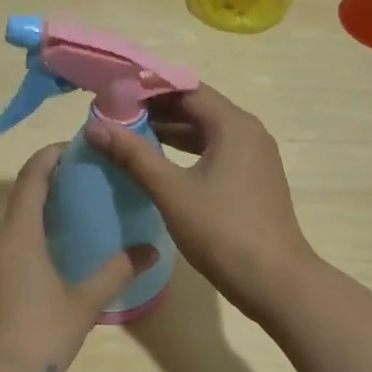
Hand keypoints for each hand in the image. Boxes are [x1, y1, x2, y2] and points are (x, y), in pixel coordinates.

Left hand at [0, 144, 157, 371]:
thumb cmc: (39, 335)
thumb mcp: (84, 303)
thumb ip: (117, 271)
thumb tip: (152, 250)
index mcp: (17, 233)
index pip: (32, 176)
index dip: (52, 156)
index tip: (76, 148)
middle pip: (17, 196)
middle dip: (44, 183)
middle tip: (79, 184)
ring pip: (4, 222)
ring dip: (30, 212)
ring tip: (64, 219)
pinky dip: (18, 237)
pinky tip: (40, 257)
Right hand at [84, 85, 316, 321]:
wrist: (274, 281)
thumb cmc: (223, 231)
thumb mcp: (172, 191)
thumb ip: (134, 155)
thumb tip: (96, 127)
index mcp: (233, 125)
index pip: (185, 89)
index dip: (147, 90)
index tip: (113, 96)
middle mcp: (248, 133)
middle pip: (197, 108)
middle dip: (156, 111)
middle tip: (114, 118)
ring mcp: (253, 158)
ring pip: (205, 133)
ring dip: (170, 133)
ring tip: (128, 139)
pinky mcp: (252, 181)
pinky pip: (214, 153)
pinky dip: (186, 153)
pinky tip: (159, 167)